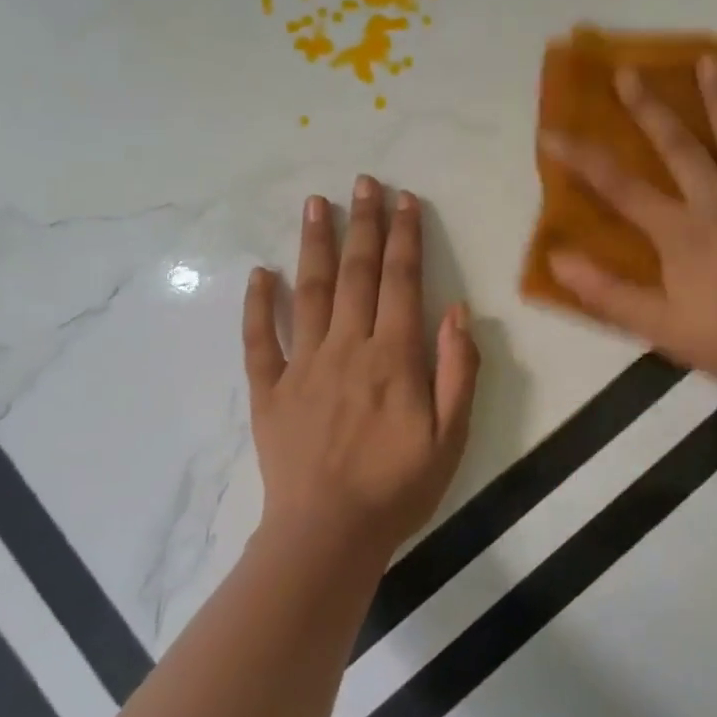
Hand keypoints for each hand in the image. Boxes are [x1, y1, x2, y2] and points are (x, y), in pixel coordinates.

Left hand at [244, 176, 479, 562]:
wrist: (328, 534)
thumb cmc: (398, 487)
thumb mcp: (451, 436)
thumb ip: (457, 370)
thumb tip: (457, 310)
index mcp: (393, 356)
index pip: (402, 281)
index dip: (404, 237)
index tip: (404, 200)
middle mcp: (347, 347)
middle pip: (356, 273)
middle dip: (363, 224)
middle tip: (363, 182)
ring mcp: (303, 365)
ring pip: (309, 291)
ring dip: (314, 244)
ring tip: (315, 203)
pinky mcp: (270, 390)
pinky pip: (259, 339)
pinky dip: (258, 304)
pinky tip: (259, 273)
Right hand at [543, 56, 716, 400]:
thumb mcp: (658, 326)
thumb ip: (606, 292)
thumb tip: (556, 259)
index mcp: (680, 231)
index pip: (620, 188)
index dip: (582, 159)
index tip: (552, 133)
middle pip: (678, 146)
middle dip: (649, 108)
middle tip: (628, 71)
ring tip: (709, 59)